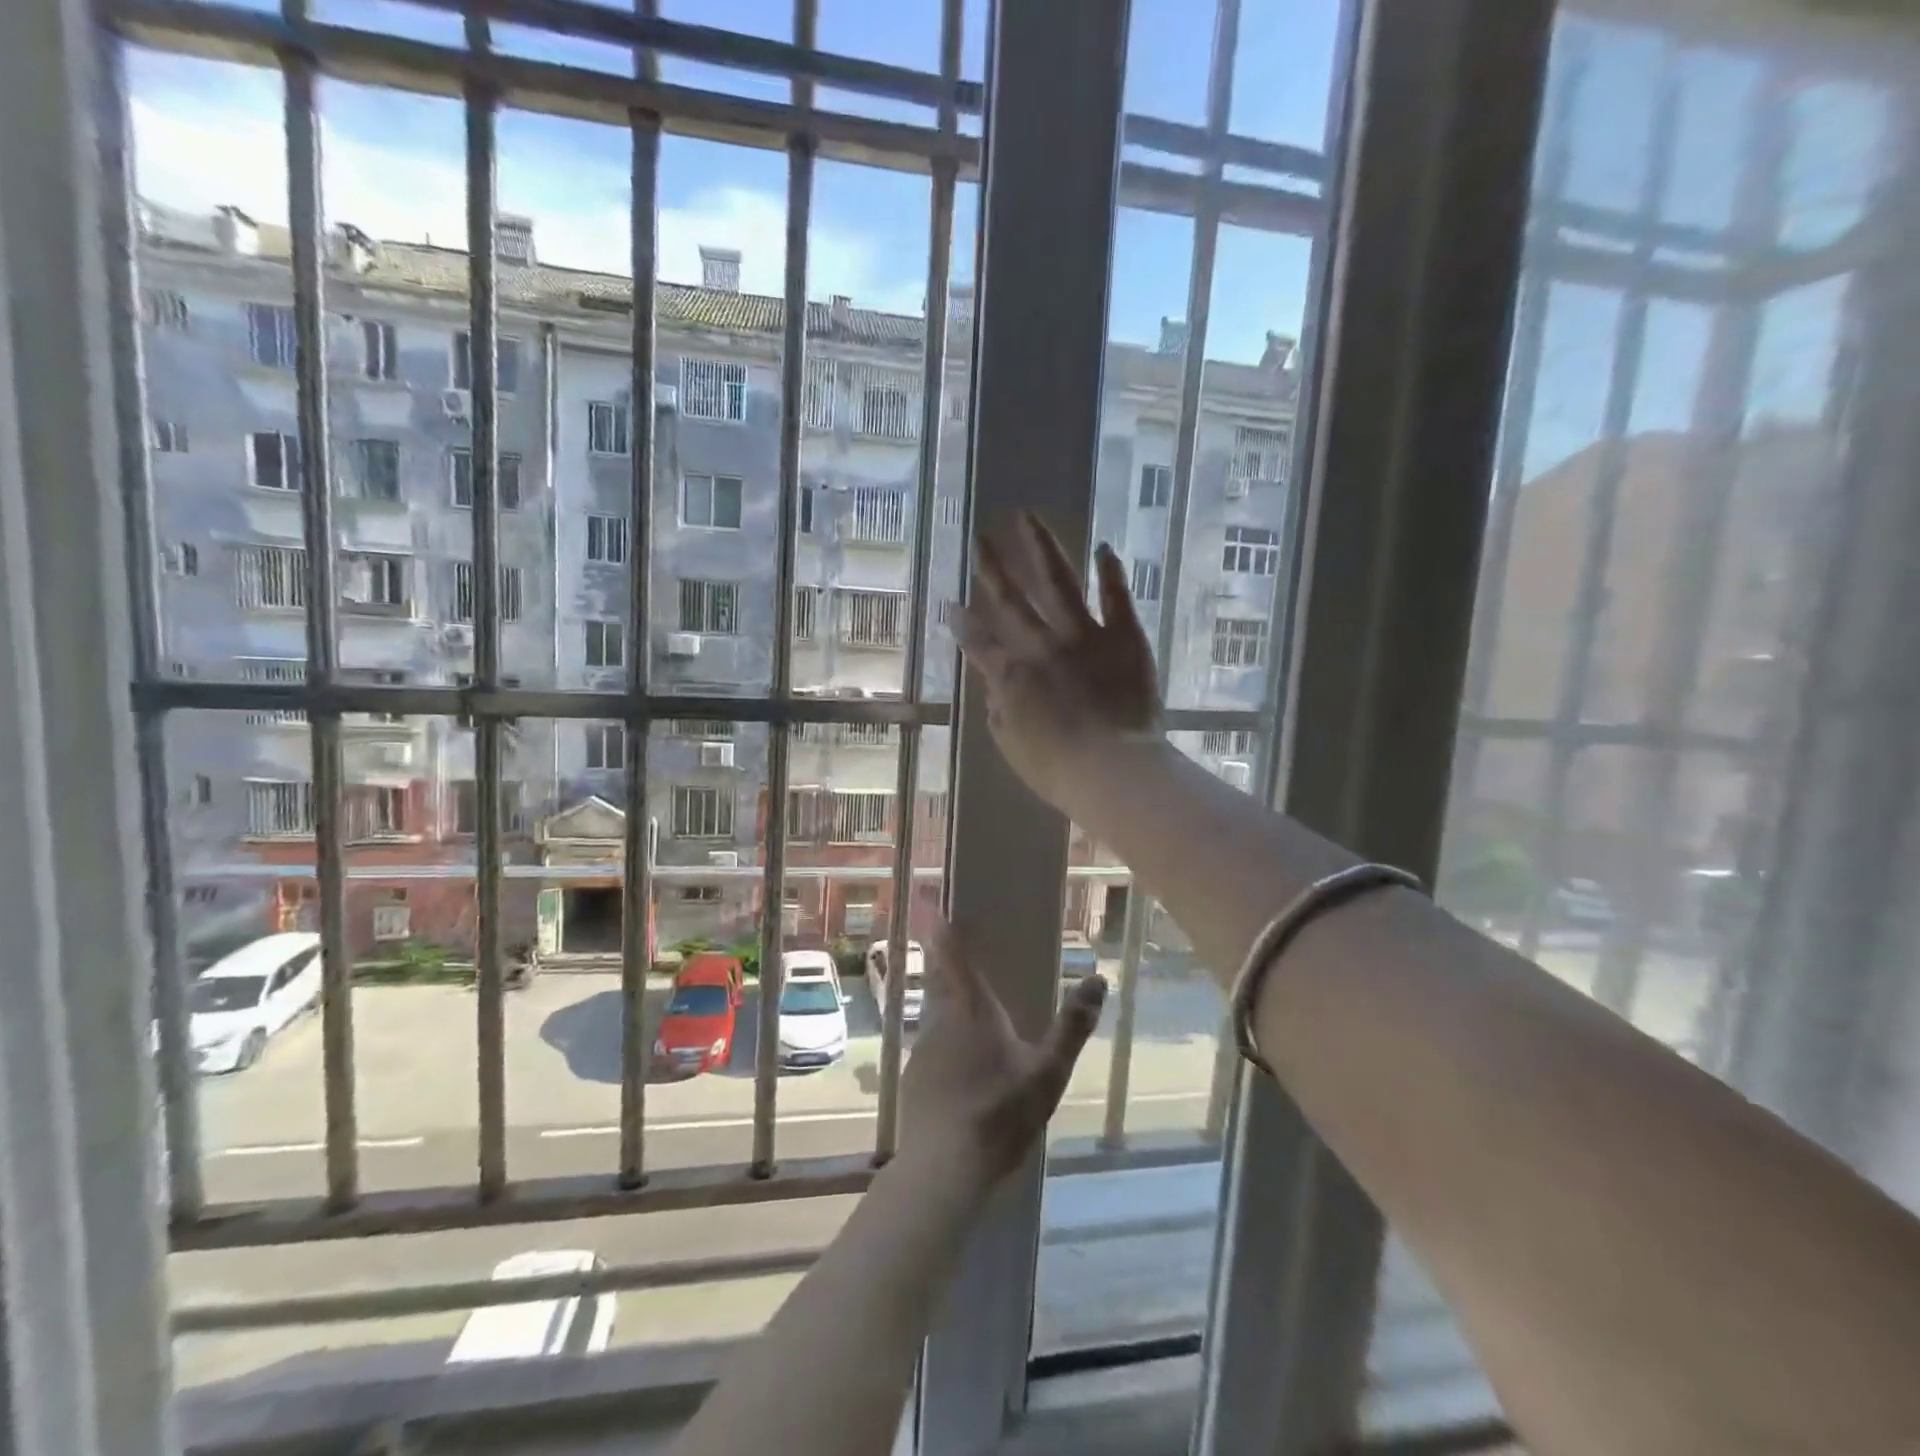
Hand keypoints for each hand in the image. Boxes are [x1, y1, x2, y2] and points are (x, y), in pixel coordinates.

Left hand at [901, 921, 1107, 1184]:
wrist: (944, 1168)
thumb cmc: (999, 1113)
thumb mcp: (1047, 1073)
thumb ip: (1072, 1026)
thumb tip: (1098, 979)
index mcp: (972, 1010)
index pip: (952, 956)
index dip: (941, 928)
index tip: (927, 901)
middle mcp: (941, 1020)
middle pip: (939, 979)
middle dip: (942, 959)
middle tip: (948, 943)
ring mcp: (923, 1049)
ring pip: (933, 1012)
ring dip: (943, 999)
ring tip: (961, 1002)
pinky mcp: (914, 1078)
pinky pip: (930, 1044)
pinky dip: (942, 1039)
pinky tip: (958, 1063)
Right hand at [954, 511, 1159, 818]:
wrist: (1114, 768)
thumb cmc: (1058, 770)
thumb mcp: (1012, 748)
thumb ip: (1000, 713)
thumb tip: (995, 689)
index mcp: (1011, 676)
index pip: (980, 644)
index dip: (964, 625)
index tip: (952, 605)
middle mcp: (1041, 645)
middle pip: (1011, 601)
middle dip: (992, 568)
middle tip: (980, 538)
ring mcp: (1083, 636)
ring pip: (1057, 582)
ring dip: (1041, 547)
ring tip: (1027, 517)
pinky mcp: (1124, 636)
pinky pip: (1117, 597)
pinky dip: (1110, 571)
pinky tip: (1104, 546)